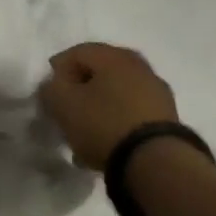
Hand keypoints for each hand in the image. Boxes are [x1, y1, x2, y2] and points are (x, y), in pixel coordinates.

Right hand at [38, 42, 180, 169]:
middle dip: (79, 90)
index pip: (77, 52)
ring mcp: (157, 93)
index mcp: (114, 56)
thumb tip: (54, 85)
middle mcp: (140, 67)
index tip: (48, 94)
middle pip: (99, 73)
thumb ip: (51, 88)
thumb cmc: (103, 123)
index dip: (57, 71)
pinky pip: (131, 113)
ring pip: (116, 94)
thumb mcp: (63, 103)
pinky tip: (104, 143)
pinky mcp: (167, 119)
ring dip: (97, 108)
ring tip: (83, 133)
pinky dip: (115, 123)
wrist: (155, 163)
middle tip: (65, 110)